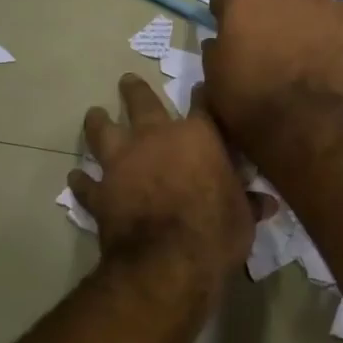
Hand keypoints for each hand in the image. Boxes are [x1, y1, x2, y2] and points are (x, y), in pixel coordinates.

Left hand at [68, 74, 273, 286]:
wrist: (168, 262)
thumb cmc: (216, 231)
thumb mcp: (243, 217)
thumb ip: (249, 203)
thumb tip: (267, 203)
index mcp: (197, 136)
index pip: (202, 104)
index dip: (202, 95)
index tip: (199, 88)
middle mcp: (155, 139)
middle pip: (142, 103)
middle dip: (135, 90)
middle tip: (127, 81)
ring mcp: (122, 164)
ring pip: (103, 132)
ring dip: (98, 123)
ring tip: (95, 115)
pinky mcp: (100, 193)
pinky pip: (86, 184)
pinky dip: (82, 181)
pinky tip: (76, 178)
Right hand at [202, 0, 342, 149]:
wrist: (301, 122)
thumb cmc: (247, 103)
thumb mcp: (214, 79)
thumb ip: (216, 50)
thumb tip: (221, 41)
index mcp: (242, 0)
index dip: (226, 2)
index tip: (228, 20)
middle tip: (269, 14)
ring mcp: (318, 0)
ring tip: (304, 20)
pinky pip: (340, 8)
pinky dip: (333, 20)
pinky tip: (330, 40)